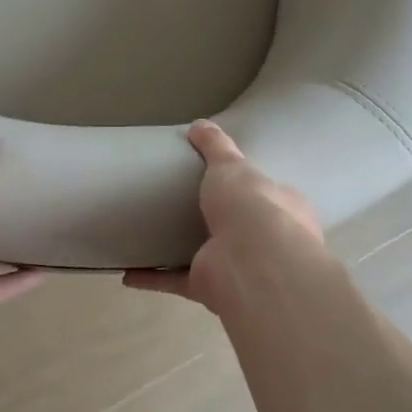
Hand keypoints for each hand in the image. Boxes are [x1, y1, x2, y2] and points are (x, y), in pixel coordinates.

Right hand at [124, 120, 324, 311]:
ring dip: (180, 254)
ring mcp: (237, 268)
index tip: (223, 180)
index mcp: (283, 208)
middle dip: (216, 222)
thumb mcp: (231, 165)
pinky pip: (176, 281)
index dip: (251, 187)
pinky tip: (128, 273)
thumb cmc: (252, 206)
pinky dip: (152, 278)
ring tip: (151, 238)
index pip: (269, 194)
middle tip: (183, 206)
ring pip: (206, 257)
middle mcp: (265, 241)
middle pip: (238, 229)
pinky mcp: (209, 287)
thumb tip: (199, 124)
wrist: (252, 263)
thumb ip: (215, 146)